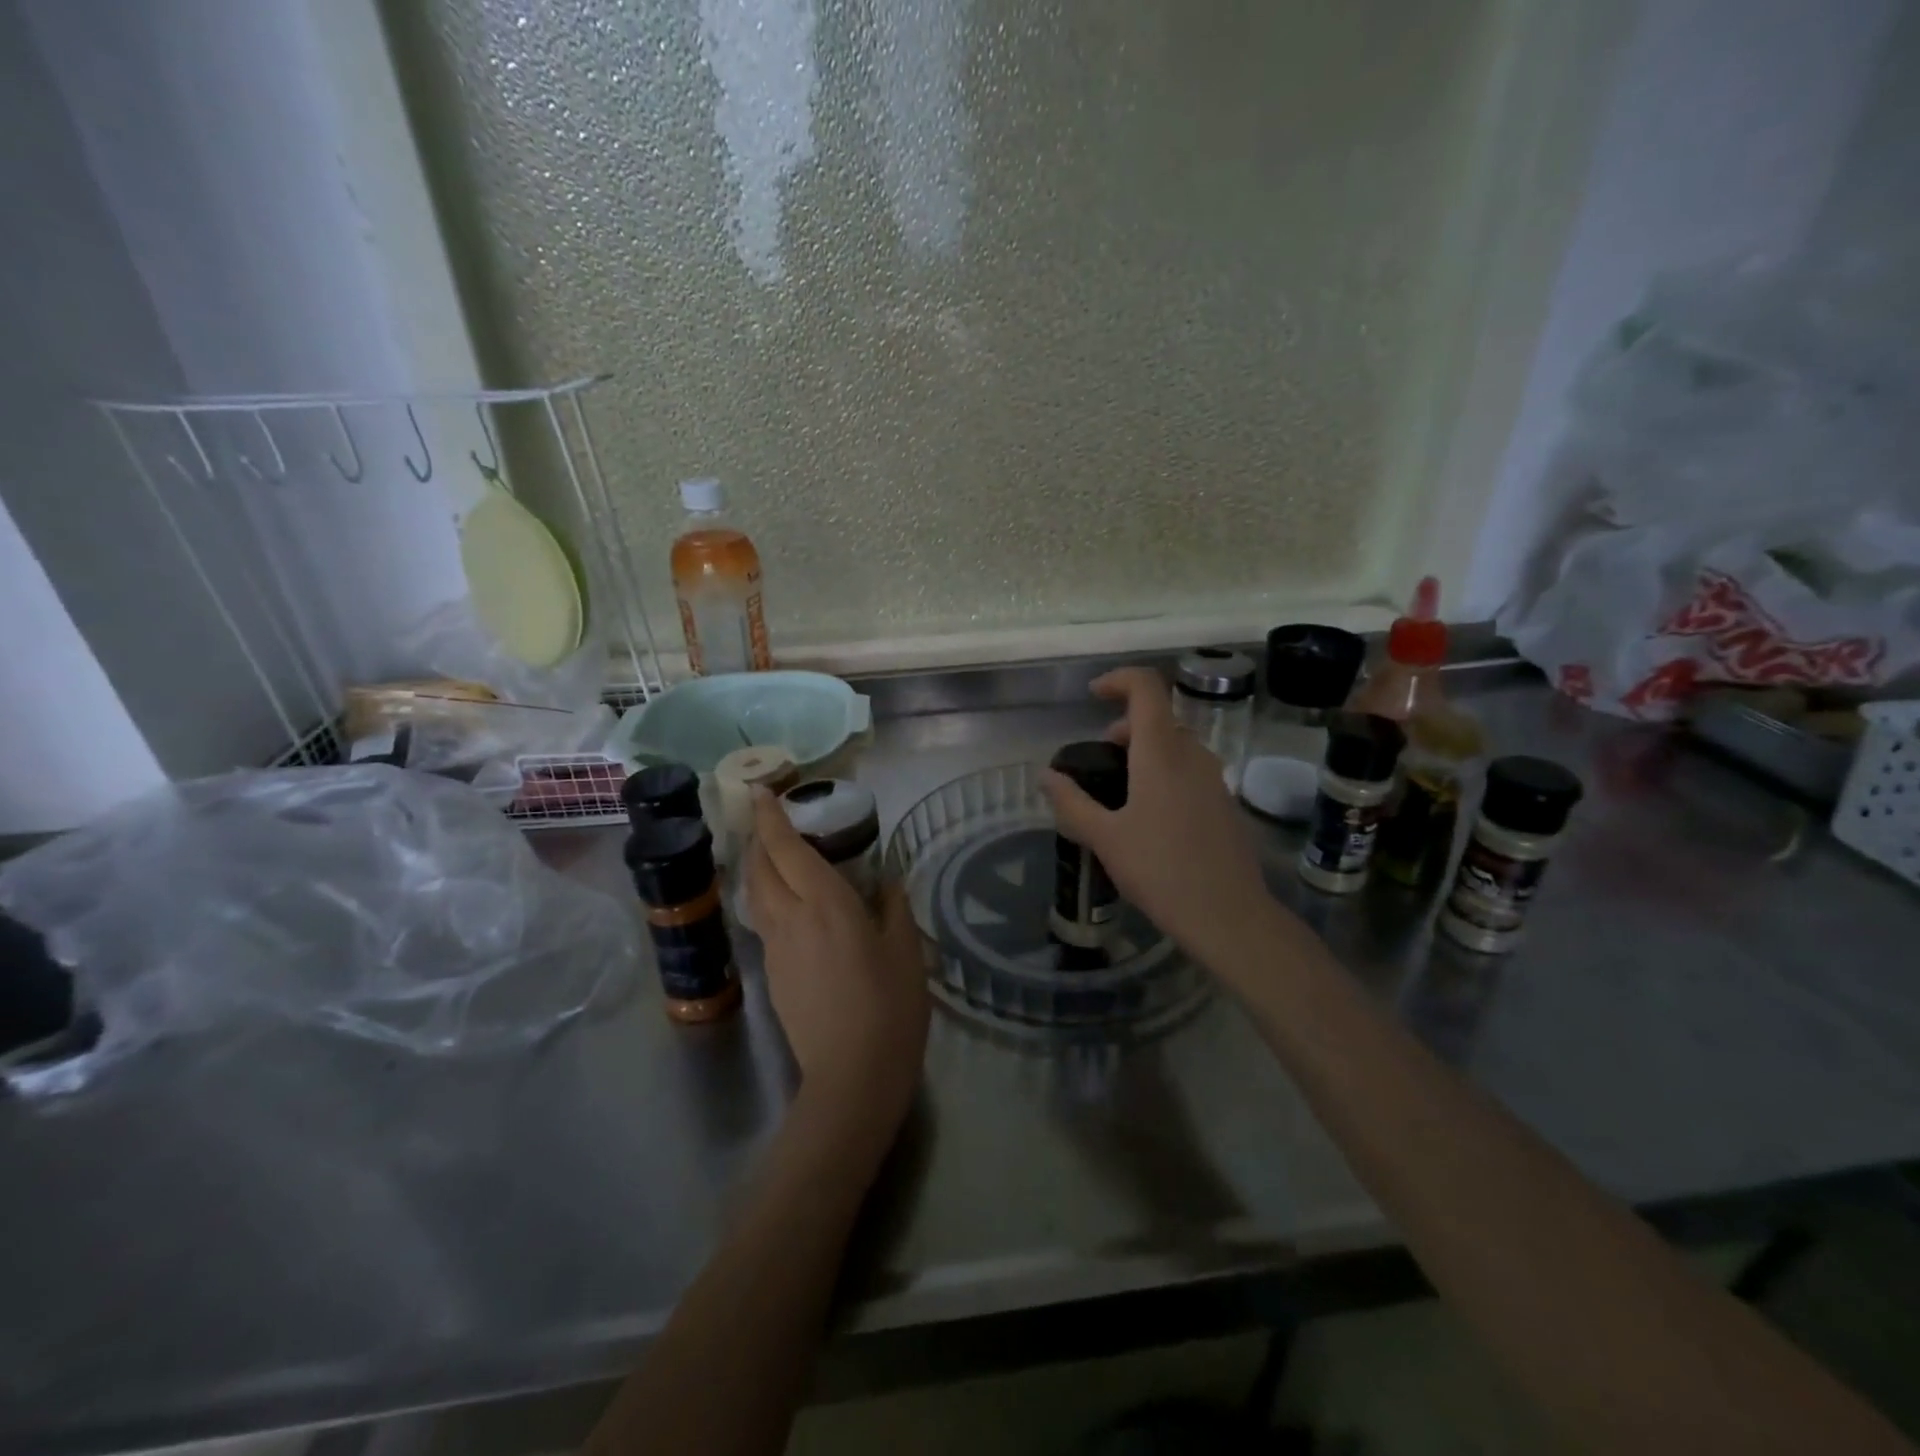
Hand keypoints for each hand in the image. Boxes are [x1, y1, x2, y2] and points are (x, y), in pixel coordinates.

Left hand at [744, 789, 928, 1141]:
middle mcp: (791, 919)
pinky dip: (768, 900)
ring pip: (756, 896)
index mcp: (826, 904)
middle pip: (760, 869)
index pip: (787, 849)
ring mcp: (776, 949)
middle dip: (759, 840)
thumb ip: (894, 907)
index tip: (759, 792)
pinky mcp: (774, 975)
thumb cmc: (890, 1006)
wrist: (852, 1076)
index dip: (770, 818)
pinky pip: (764, 923)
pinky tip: (791, 909)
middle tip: (769, 822)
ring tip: (774, 858)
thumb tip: (888, 882)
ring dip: (759, 870)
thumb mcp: (906, 950)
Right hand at [1041, 667, 1276, 971]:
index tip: (1093, 696)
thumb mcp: (1105, 838)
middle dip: (1125, 726)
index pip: (1146, 688)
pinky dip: (1164, 772)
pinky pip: (1189, 769)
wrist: (1229, 916)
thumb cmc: (1161, 871)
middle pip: (1159, 717)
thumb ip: (1071, 803)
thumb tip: (1045, 775)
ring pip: (1176, 744)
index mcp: (1161, 752)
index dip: (1118, 680)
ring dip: (1144, 751)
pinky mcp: (1224, 802)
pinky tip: (1148, 816)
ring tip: (1119, 791)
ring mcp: (1215, 778)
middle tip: (1098, 760)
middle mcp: (1193, 755)